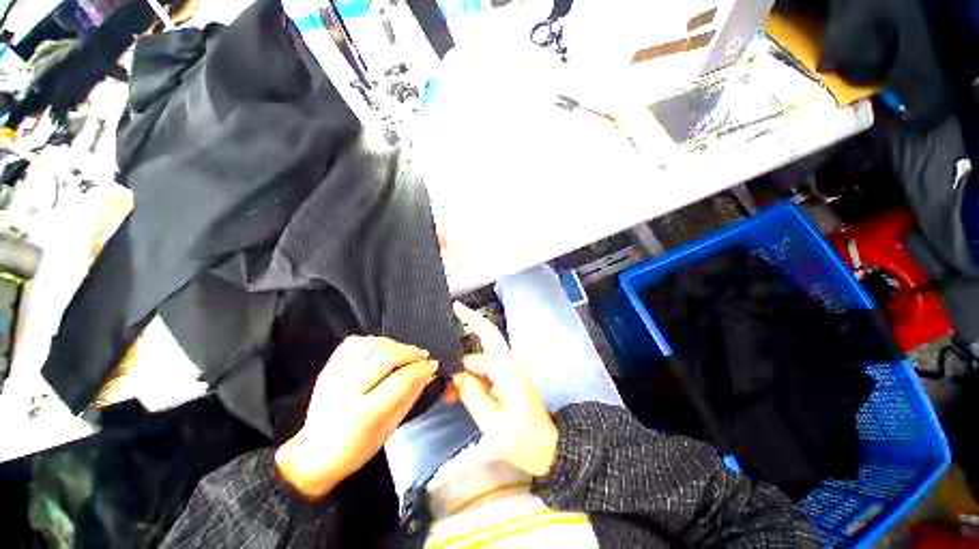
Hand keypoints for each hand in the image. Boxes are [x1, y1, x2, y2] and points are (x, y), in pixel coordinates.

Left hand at [274, 336, 437, 498]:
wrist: (314, 454)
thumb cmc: (356, 448)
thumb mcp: (389, 429)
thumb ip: (410, 396)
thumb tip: (428, 373)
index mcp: (365, 413)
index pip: (401, 379)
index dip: (421, 368)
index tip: (433, 365)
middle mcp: (348, 390)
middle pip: (387, 357)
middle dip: (411, 353)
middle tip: (423, 356)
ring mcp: (336, 376)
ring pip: (371, 345)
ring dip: (395, 345)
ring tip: (405, 352)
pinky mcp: (329, 368)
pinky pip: (354, 343)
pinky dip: (373, 340)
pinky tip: (383, 348)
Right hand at [449, 302, 557, 476]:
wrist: (548, 451)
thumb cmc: (522, 438)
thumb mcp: (491, 421)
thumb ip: (471, 393)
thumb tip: (455, 374)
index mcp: (507, 368)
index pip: (489, 334)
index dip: (472, 318)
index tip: (455, 307)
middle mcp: (508, 365)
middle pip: (477, 356)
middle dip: (458, 367)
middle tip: (440, 386)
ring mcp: (508, 373)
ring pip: (479, 367)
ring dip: (464, 379)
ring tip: (449, 398)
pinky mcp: (507, 382)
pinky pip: (485, 376)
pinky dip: (472, 384)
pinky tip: (460, 398)